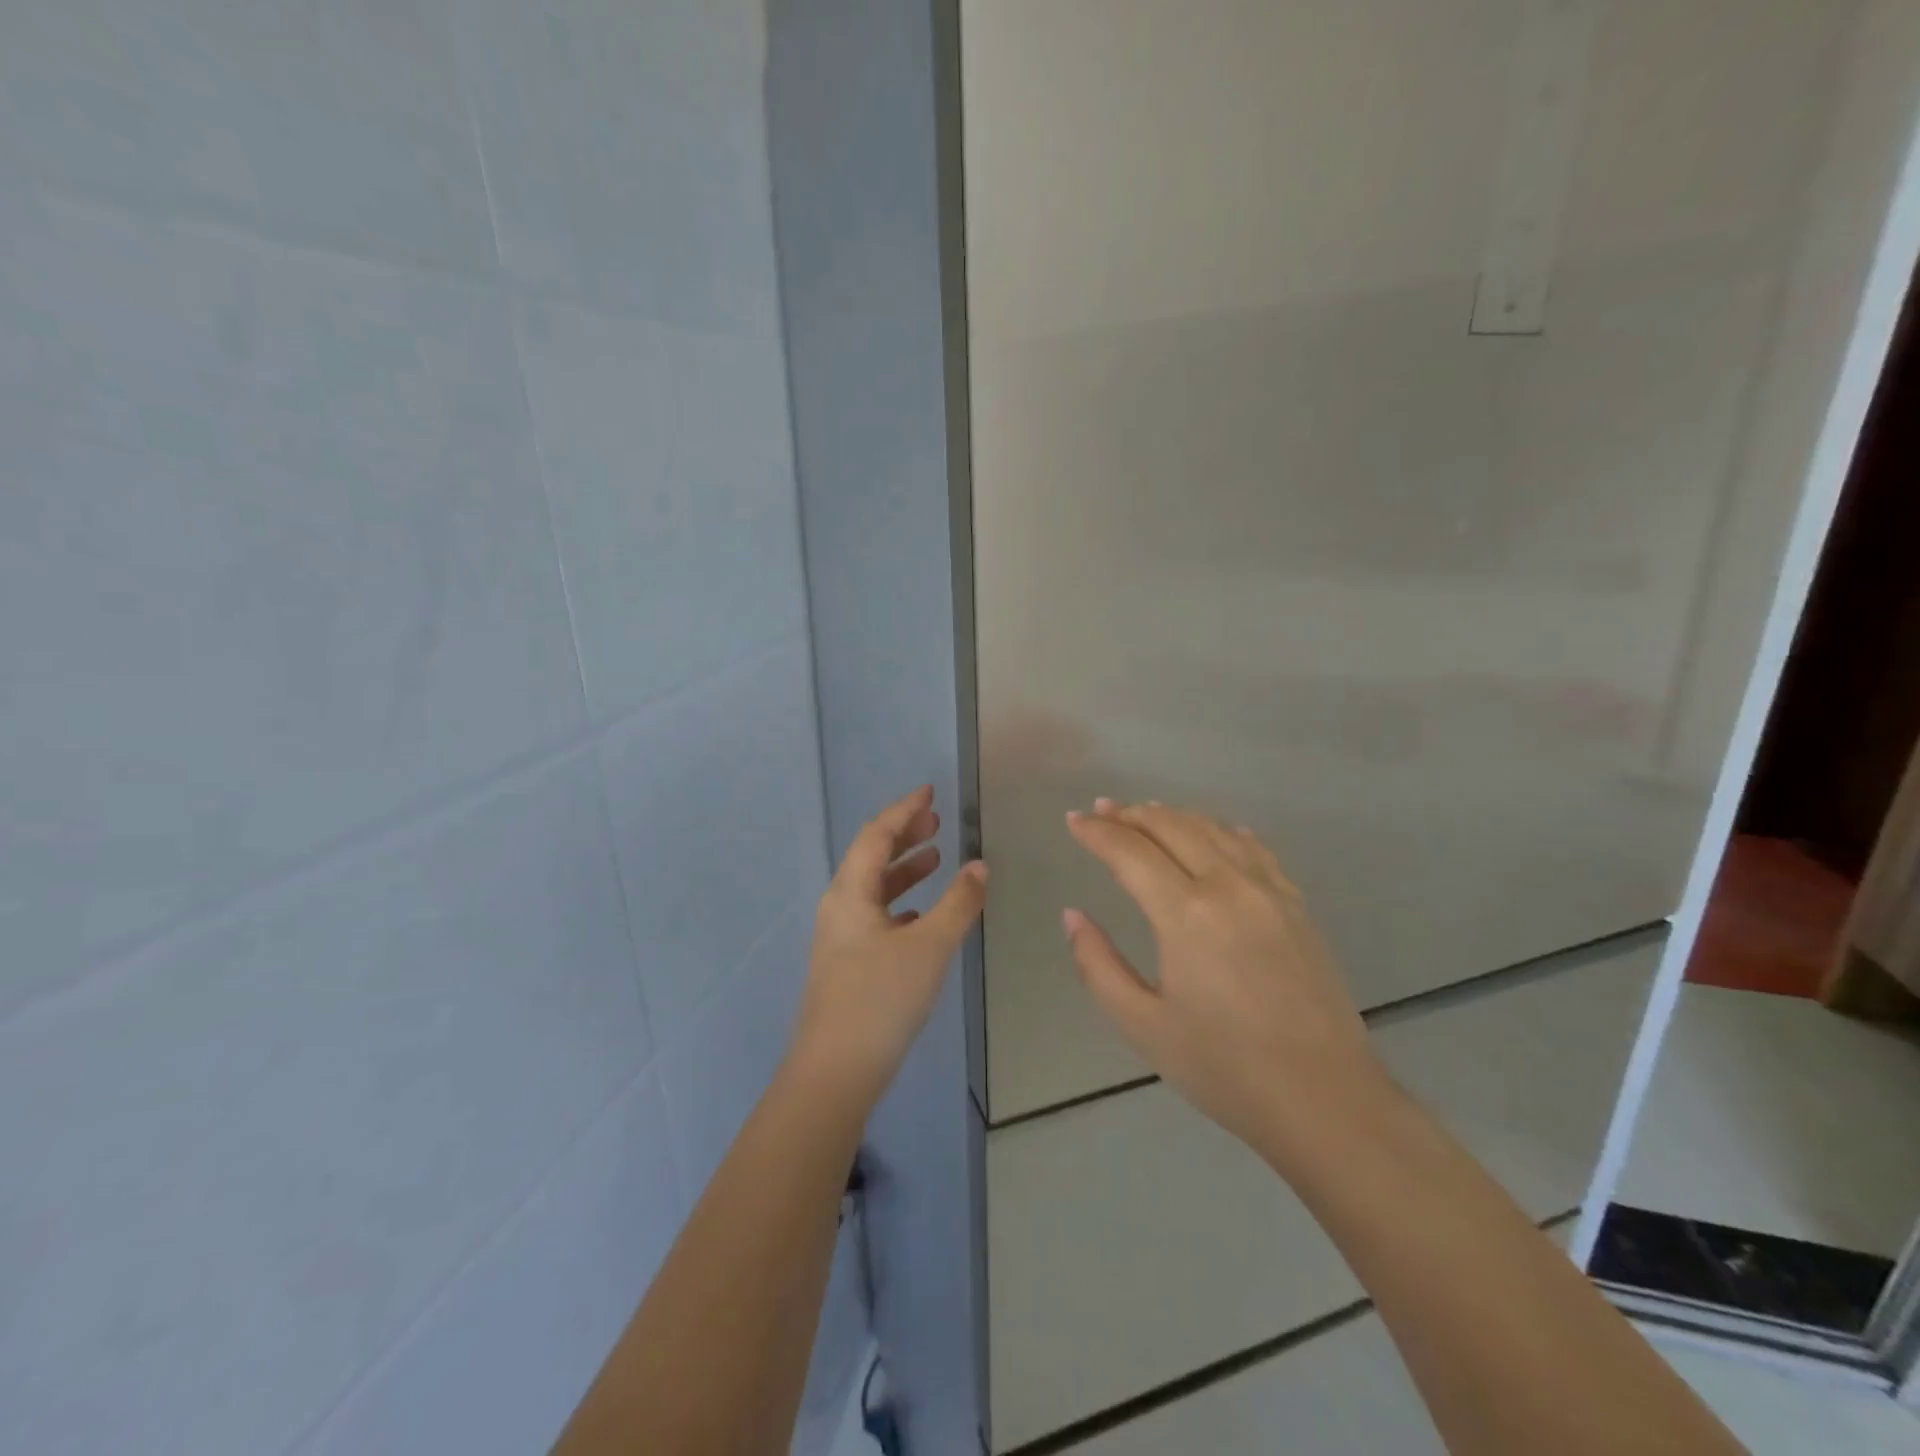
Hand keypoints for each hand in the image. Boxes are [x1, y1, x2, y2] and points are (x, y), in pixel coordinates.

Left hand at [790, 786, 987, 1105]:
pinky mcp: (847, 962)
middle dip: (904, 835)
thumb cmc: (881, 998)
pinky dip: (901, 902)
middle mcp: (839, 906)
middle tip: (937, 821)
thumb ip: (958, 903)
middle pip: (871, 856)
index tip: (930, 792)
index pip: (877, 834)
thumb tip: (979, 865)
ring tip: (936, 858)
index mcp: (850, 892)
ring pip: (874, 887)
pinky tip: (921, 913)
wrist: (835, 1071)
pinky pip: (876, 915)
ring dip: (904, 869)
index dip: (904, 809)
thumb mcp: (929, 946)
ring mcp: (840, 936)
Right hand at [1063, 799, 1387, 1152]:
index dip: (1097, 833)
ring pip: (1213, 829)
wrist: (1327, 1100)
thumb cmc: (1225, 1068)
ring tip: (1145, 814)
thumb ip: (1097, 964)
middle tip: (1102, 811)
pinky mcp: (1297, 905)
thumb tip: (1072, 915)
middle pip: (1172, 826)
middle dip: (1130, 814)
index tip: (1073, 821)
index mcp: (1186, 914)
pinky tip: (1213, 833)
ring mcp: (1270, 891)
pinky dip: (1221, 830)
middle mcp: (1229, 886)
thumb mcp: (1143, 1026)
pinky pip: (1253, 847)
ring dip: (1173, 815)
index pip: (1130, 852)